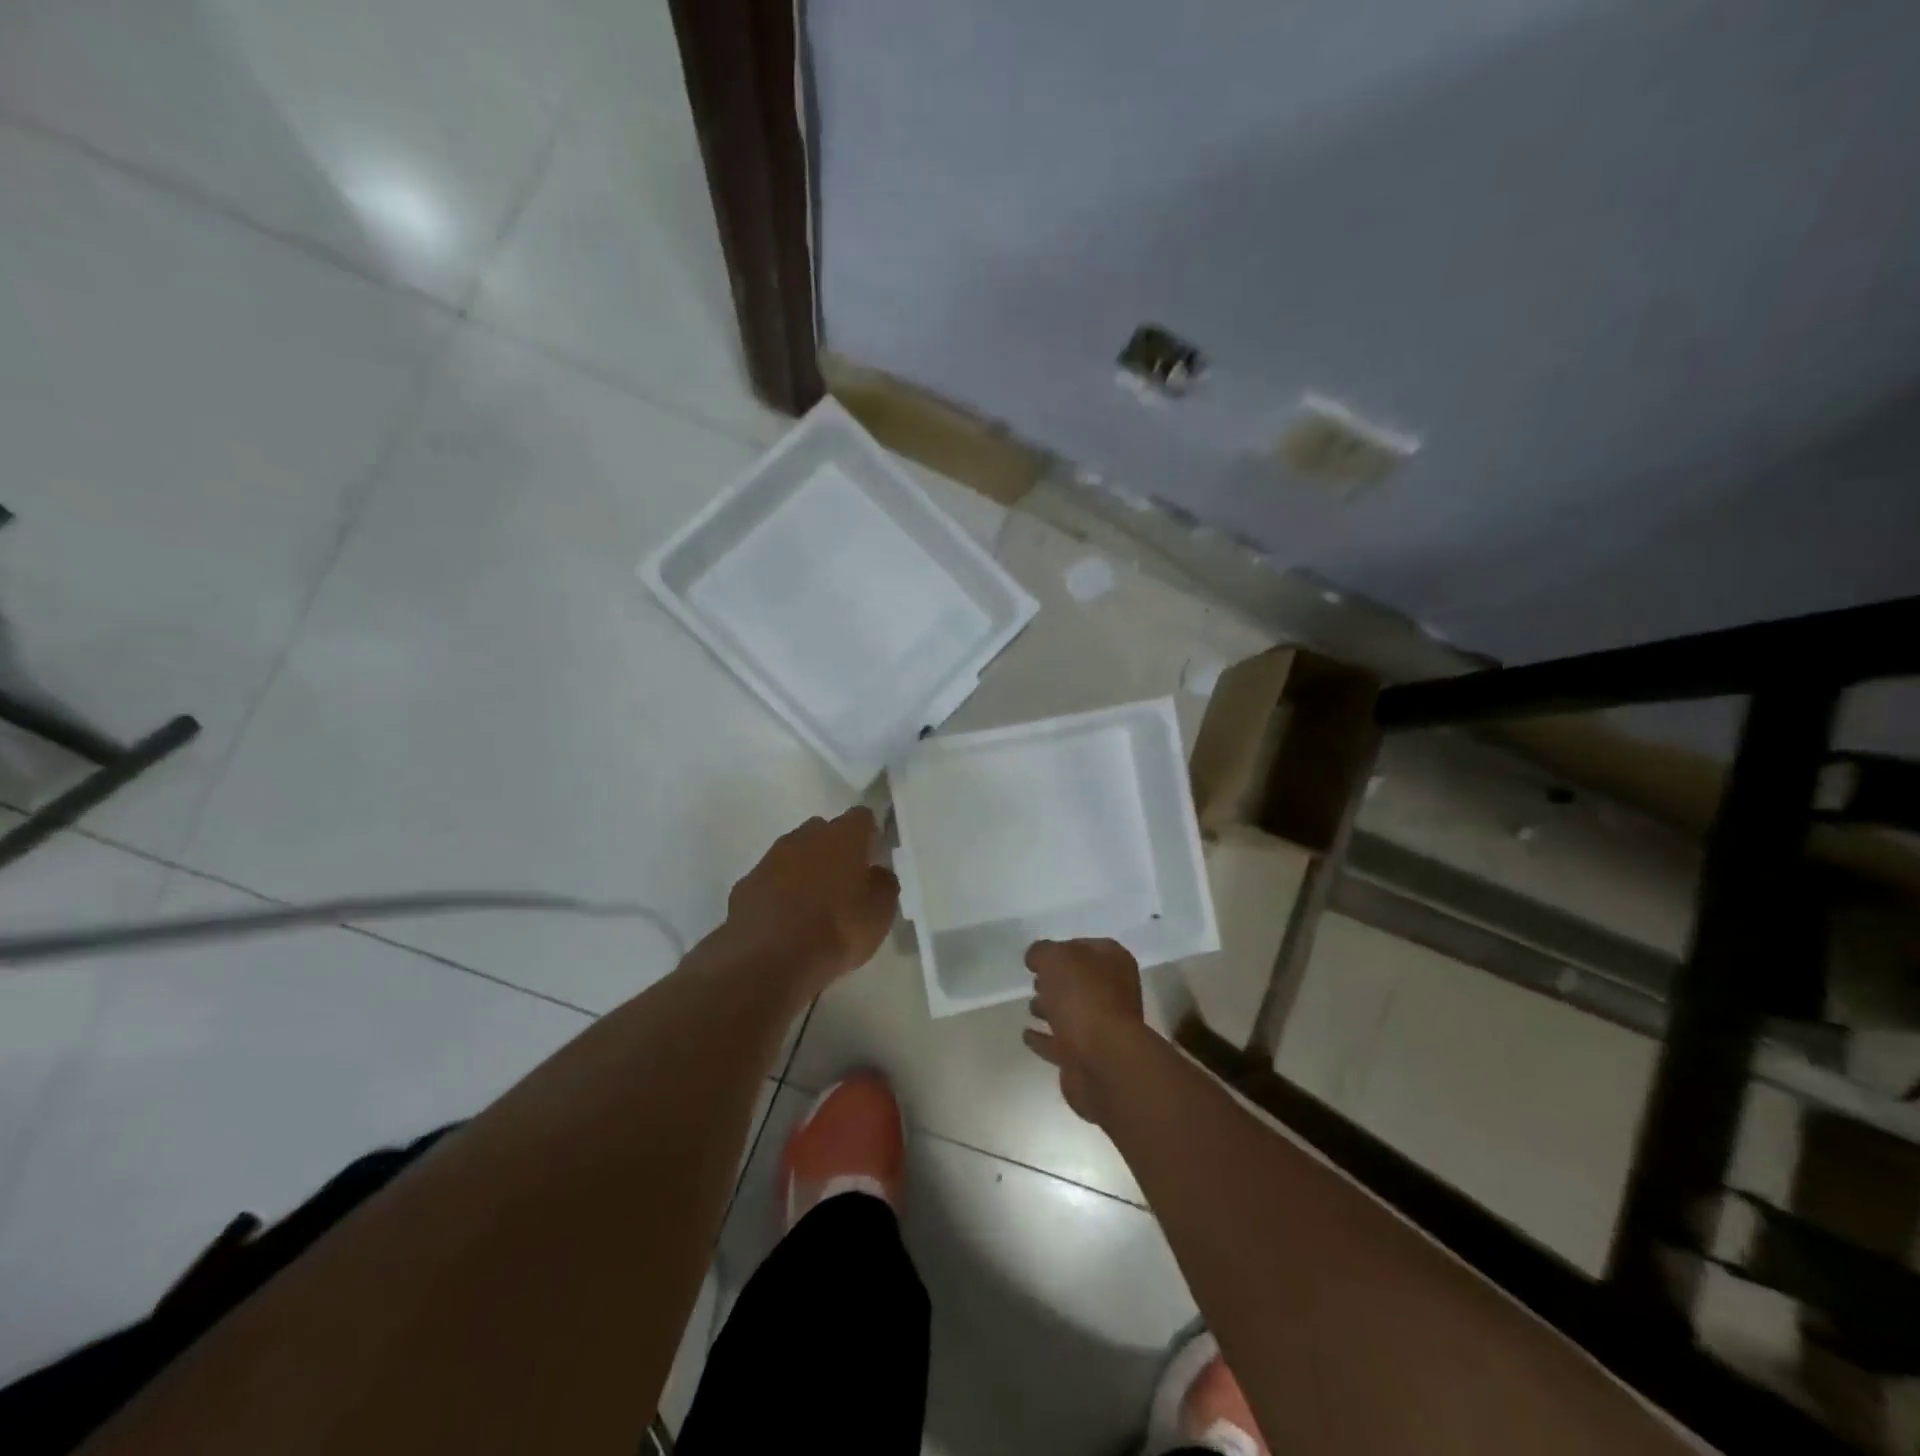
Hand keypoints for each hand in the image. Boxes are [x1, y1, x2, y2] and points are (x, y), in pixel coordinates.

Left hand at [722, 808, 899, 995]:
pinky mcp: (745, 884)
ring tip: (813, 905)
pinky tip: (785, 921)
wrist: (768, 960)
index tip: (873, 857)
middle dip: (834, 850)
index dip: (869, 835)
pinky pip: (770, 880)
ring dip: (804, 871)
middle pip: (824, 831)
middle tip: (844, 882)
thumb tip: (876, 872)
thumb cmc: (837, 930)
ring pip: (794, 854)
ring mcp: (770, 858)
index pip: (862, 817)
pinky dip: (779, 893)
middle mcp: (804, 836)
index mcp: (843, 836)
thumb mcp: (880, 912)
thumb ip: (883, 884)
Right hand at [1023, 938, 1147, 1126]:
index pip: (1087, 947)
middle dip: (1057, 981)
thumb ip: (1042, 951)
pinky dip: (1044, 1039)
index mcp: (1114, 962)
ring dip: (1051, 1010)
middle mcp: (1114, 992)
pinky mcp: (1088, 1057)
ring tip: (1029, 1007)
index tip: (1039, 957)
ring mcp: (1104, 1028)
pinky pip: (1061, 1043)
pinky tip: (1026, 1034)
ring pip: (1072, 1012)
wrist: (1103, 1060)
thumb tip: (1036, 958)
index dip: (1063, 948)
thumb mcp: (1055, 958)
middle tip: (1035, 981)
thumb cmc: (1083, 998)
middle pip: (1081, 981)